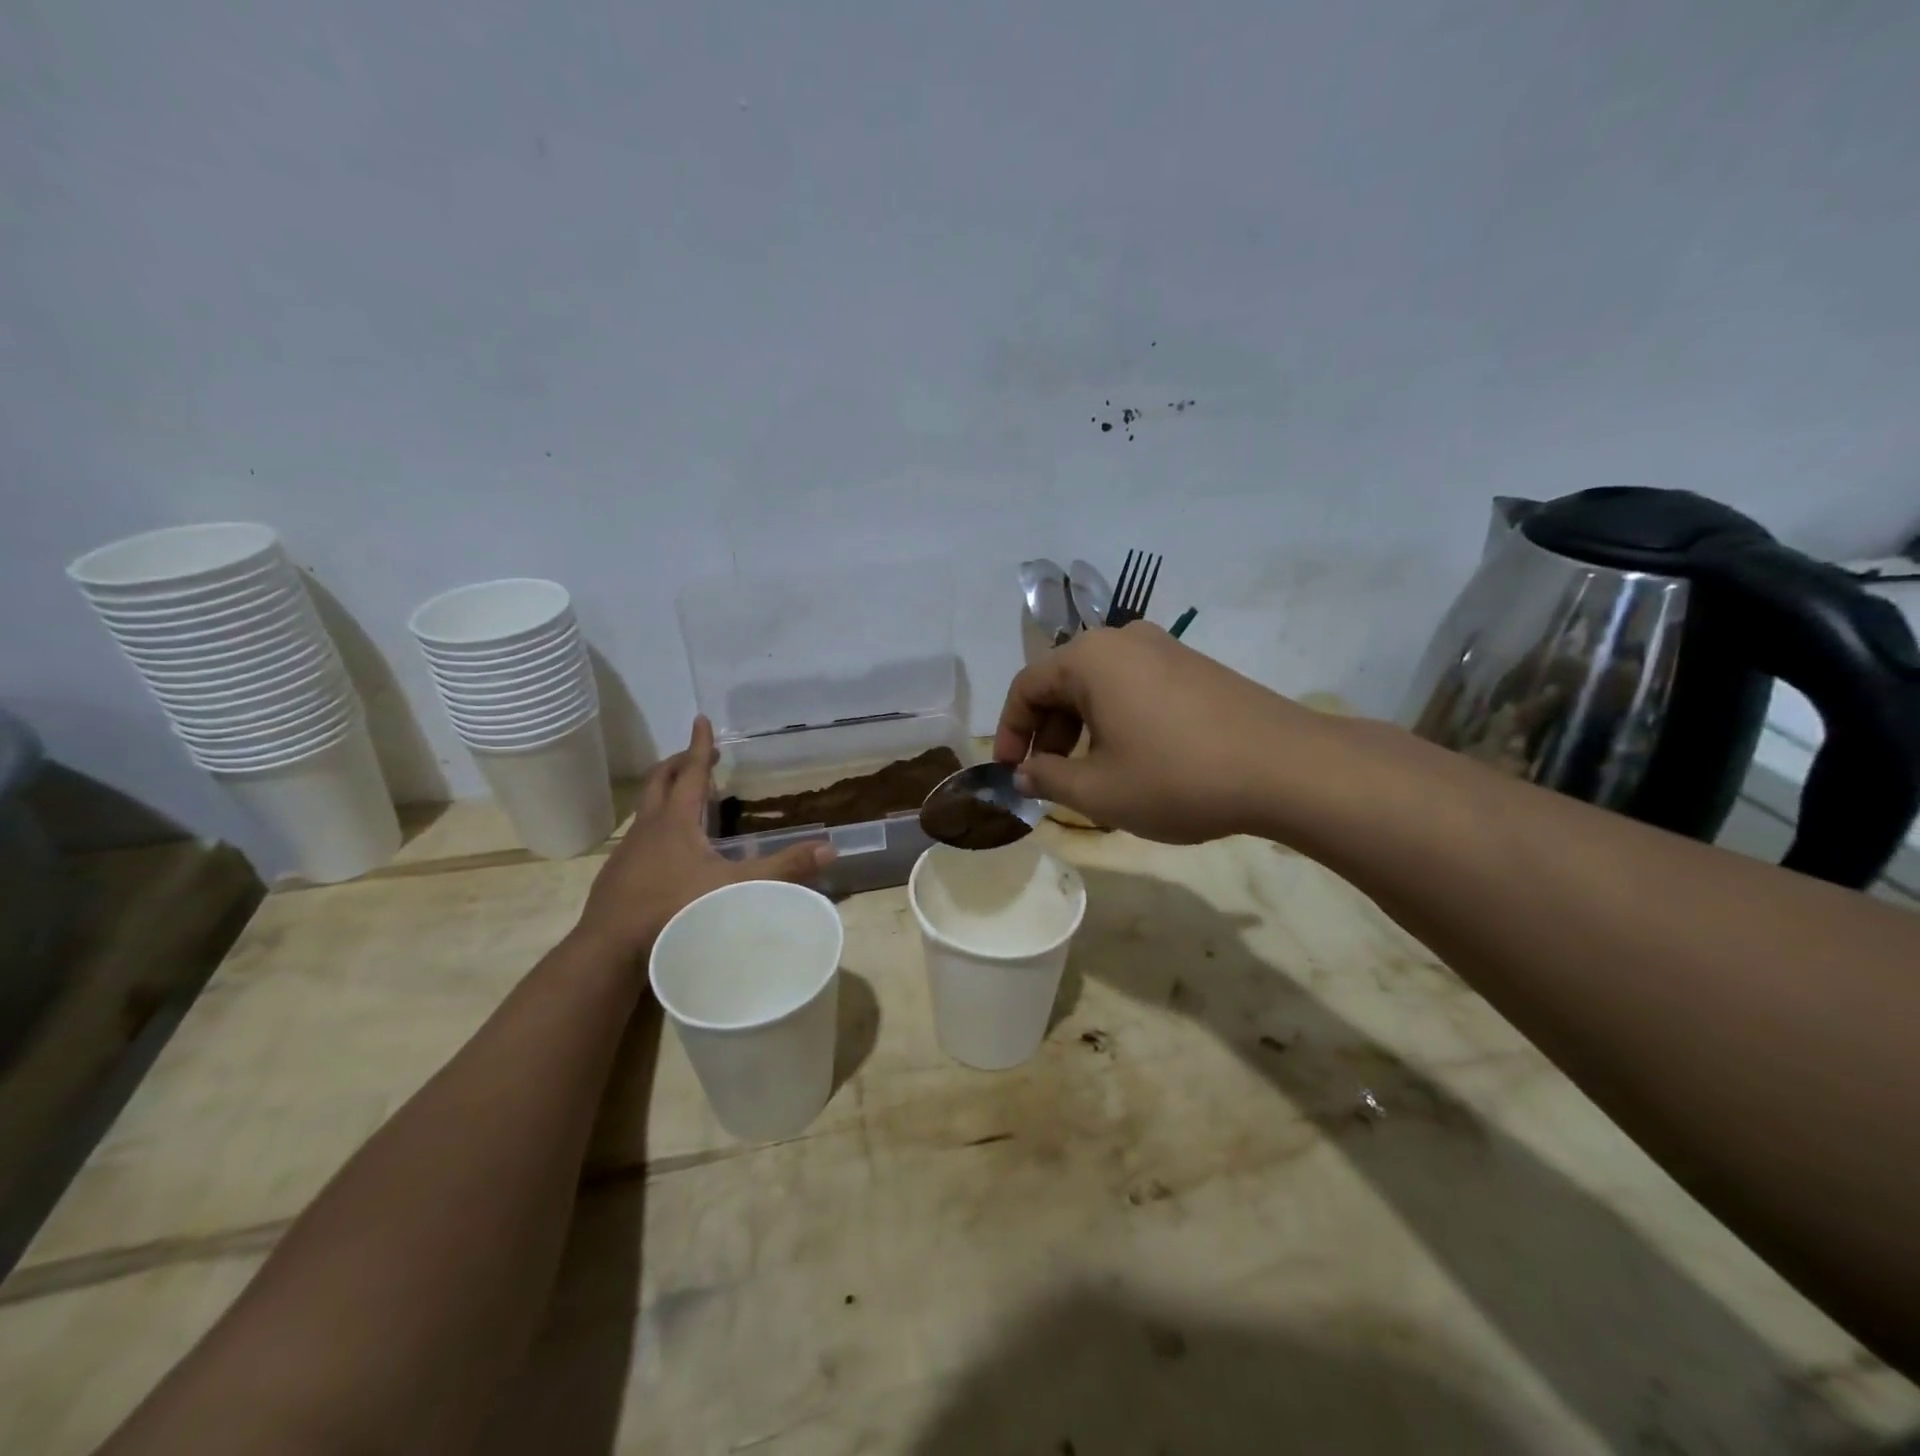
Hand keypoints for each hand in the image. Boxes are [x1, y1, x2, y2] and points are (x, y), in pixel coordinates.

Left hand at [572, 717, 833, 963]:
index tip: (701, 720)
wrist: (611, 947)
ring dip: (664, 794)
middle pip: (659, 782)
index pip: (691, 773)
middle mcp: (649, 827)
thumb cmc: (674, 908)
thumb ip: (782, 869)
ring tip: (683, 799)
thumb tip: (830, 849)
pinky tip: (667, 850)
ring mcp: (628, 851)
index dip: (699, 746)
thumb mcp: (736, 888)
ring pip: (646, 809)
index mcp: (676, 821)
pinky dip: (656, 827)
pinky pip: (639, 836)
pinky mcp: (618, 874)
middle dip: (678, 763)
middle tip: (695, 755)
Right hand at [994, 622, 1329, 843]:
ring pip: (1099, 687)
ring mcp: (1164, 648)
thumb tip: (1024, 773)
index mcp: (1089, 657)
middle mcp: (1123, 640)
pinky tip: (1131, 759)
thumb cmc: (1177, 777)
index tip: (1010, 773)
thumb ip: (1048, 779)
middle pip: (1062, 683)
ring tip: (1089, 776)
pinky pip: (1134, 688)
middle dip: (1047, 734)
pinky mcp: (1193, 666)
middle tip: (1048, 779)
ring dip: (1081, 730)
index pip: (1025, 687)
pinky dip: (1116, 721)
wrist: (1285, 767)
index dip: (1009, 733)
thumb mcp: (1098, 790)